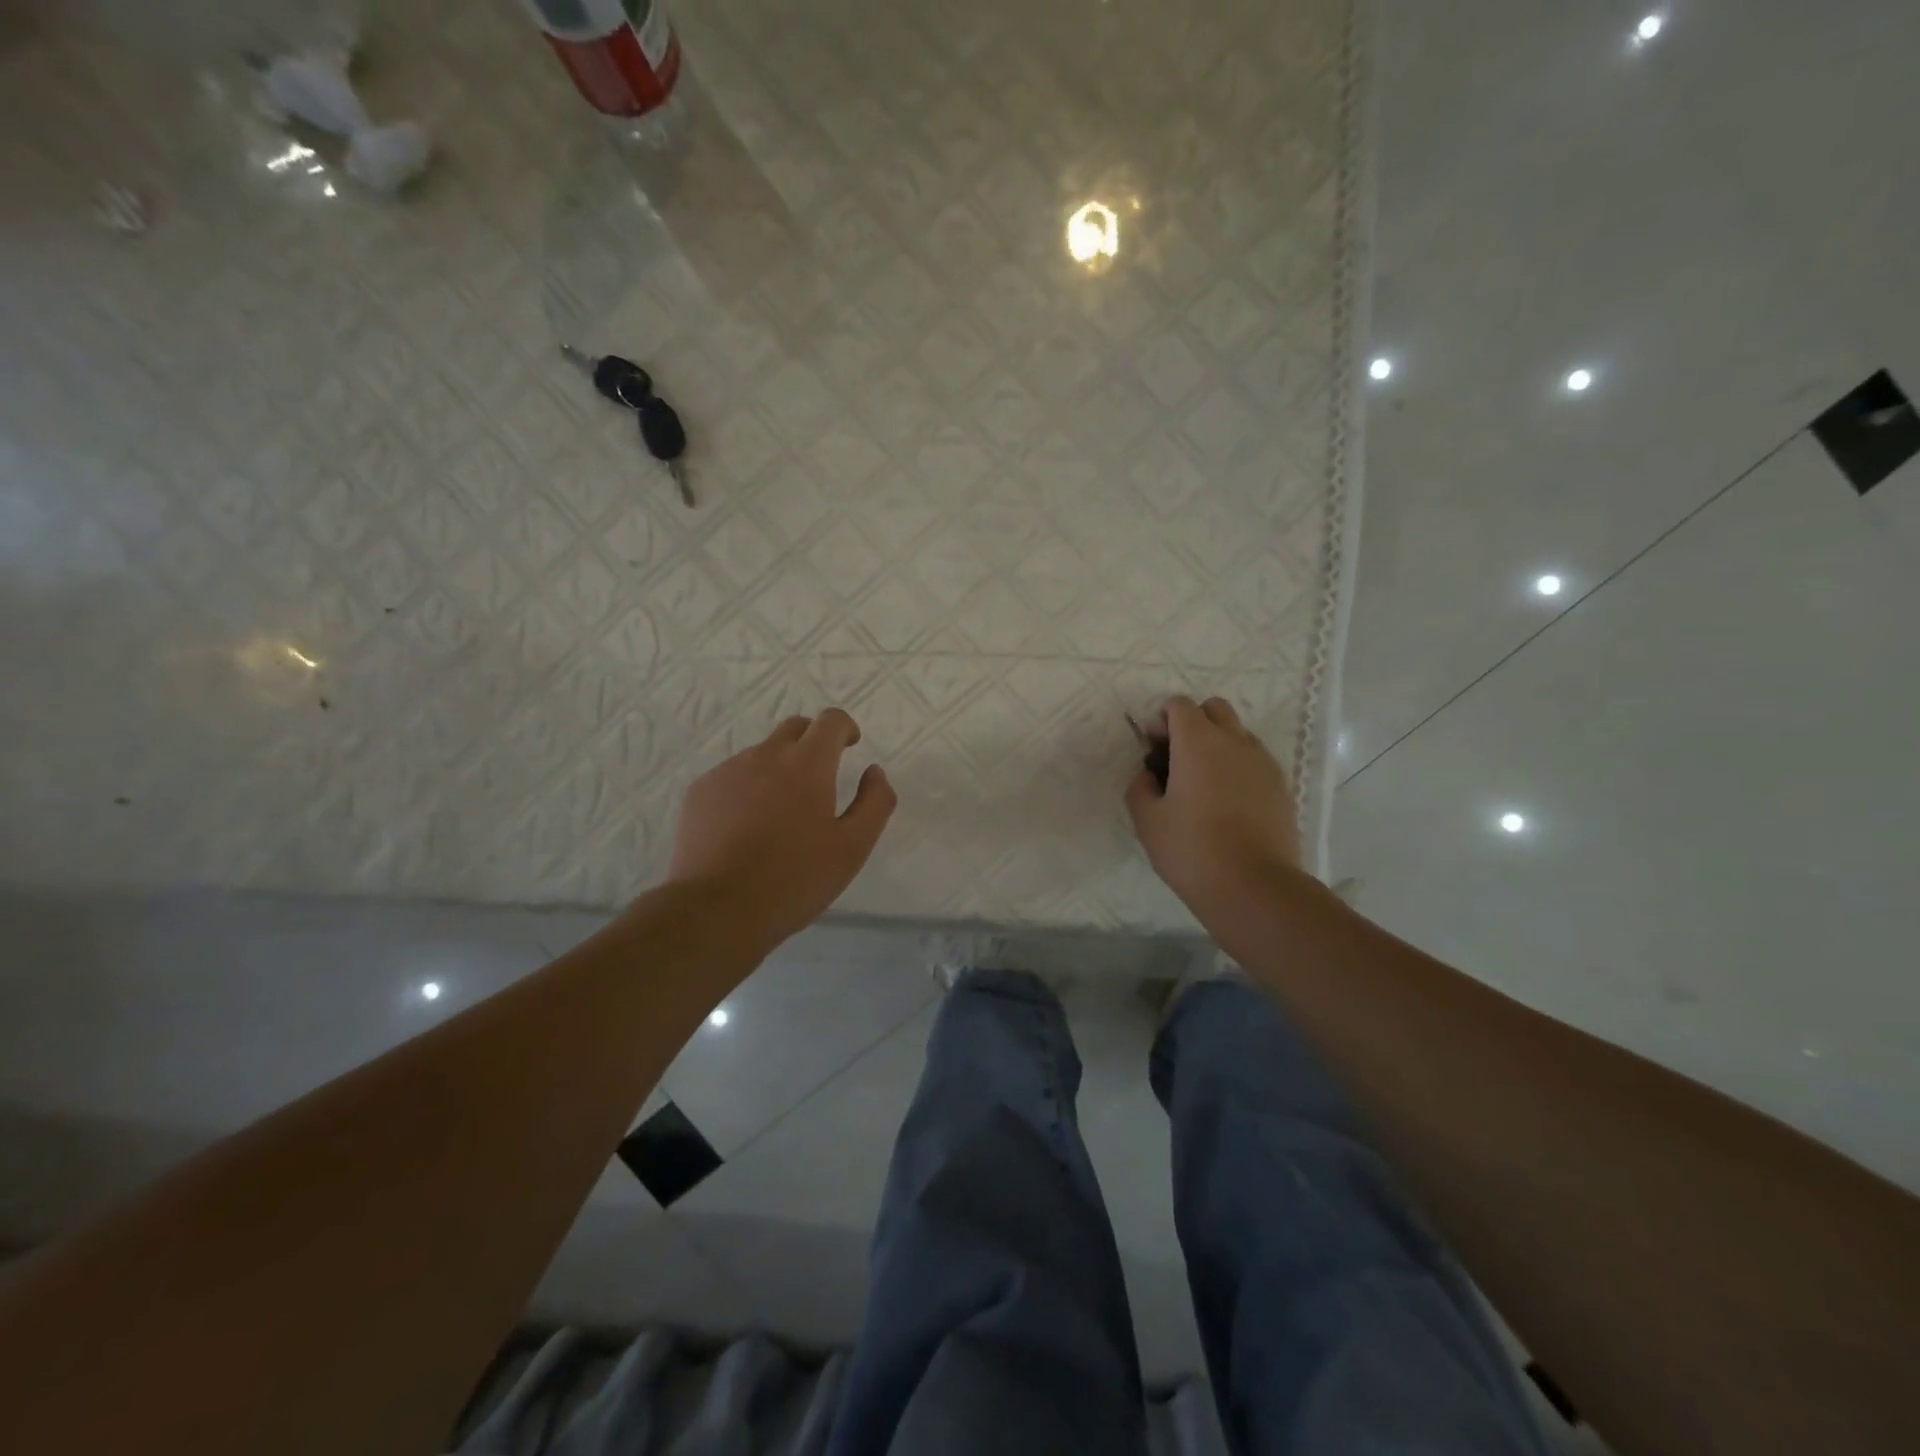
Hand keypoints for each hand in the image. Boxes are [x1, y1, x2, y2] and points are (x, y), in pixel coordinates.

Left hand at [667, 709, 896, 949]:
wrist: (718, 910)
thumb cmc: (795, 879)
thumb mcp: (853, 847)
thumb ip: (875, 802)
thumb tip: (874, 772)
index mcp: (807, 764)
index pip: (830, 721)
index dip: (845, 727)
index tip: (850, 745)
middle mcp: (765, 755)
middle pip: (794, 728)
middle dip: (812, 741)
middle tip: (820, 777)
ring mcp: (727, 771)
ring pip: (760, 755)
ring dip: (778, 769)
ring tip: (780, 814)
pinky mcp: (699, 792)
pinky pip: (731, 777)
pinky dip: (747, 789)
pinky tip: (746, 828)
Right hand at [1125, 695, 1302, 920]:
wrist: (1254, 887)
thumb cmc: (1191, 850)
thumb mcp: (1147, 821)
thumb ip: (1140, 787)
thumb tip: (1148, 775)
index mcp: (1198, 742)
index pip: (1179, 705)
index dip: (1161, 720)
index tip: (1153, 749)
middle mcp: (1235, 741)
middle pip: (1214, 709)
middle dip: (1193, 722)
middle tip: (1177, 758)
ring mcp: (1263, 763)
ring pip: (1238, 734)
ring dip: (1218, 744)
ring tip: (1203, 784)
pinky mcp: (1281, 786)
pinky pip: (1255, 761)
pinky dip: (1238, 767)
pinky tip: (1226, 803)